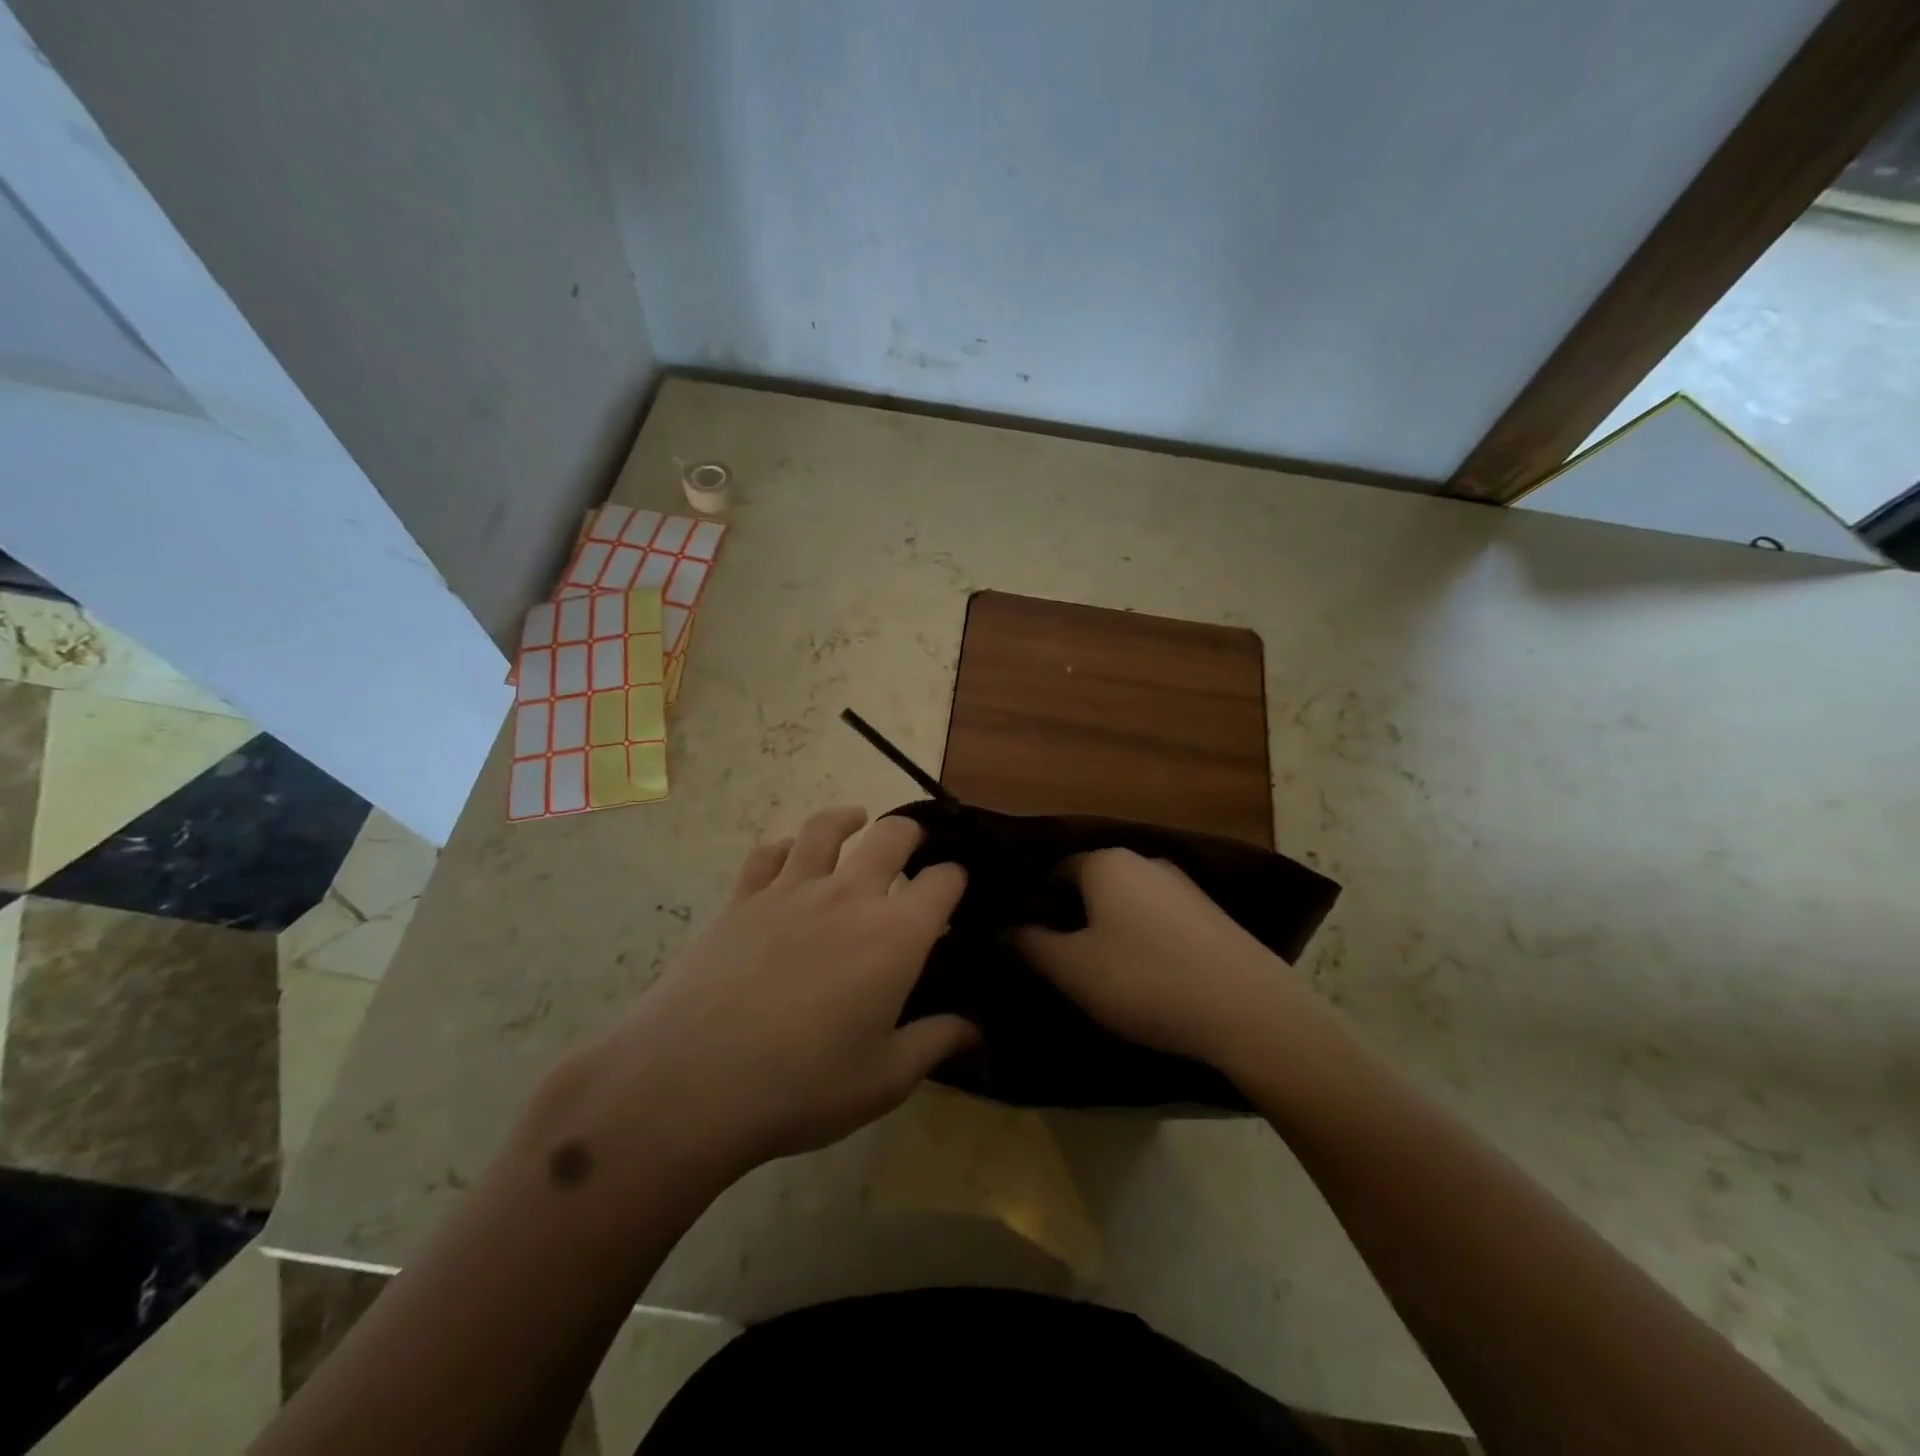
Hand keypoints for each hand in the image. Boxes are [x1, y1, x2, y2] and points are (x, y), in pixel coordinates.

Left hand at [567, 808, 974, 1183]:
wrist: (694, 1081)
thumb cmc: (803, 1085)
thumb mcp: (884, 1079)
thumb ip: (935, 1043)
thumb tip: (974, 1027)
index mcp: (895, 935)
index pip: (943, 883)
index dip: (956, 879)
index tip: (957, 888)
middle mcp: (849, 896)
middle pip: (891, 837)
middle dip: (912, 834)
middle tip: (916, 845)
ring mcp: (791, 890)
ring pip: (825, 829)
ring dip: (847, 819)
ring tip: (856, 820)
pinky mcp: (742, 898)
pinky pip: (767, 854)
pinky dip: (785, 847)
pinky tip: (789, 855)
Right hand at [1014, 849, 1314, 1073]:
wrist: (1249, 1010)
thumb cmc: (1145, 980)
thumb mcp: (1072, 969)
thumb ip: (1030, 945)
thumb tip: (1002, 929)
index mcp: (1106, 863)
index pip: (1054, 871)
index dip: (1035, 905)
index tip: (1028, 945)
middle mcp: (1144, 861)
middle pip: (1091, 884)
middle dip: (1071, 917)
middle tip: (1061, 963)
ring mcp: (1183, 885)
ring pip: (1126, 902)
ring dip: (1107, 930)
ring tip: (1103, 975)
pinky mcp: (1211, 914)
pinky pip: (1158, 918)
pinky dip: (1143, 939)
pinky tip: (1148, 977)